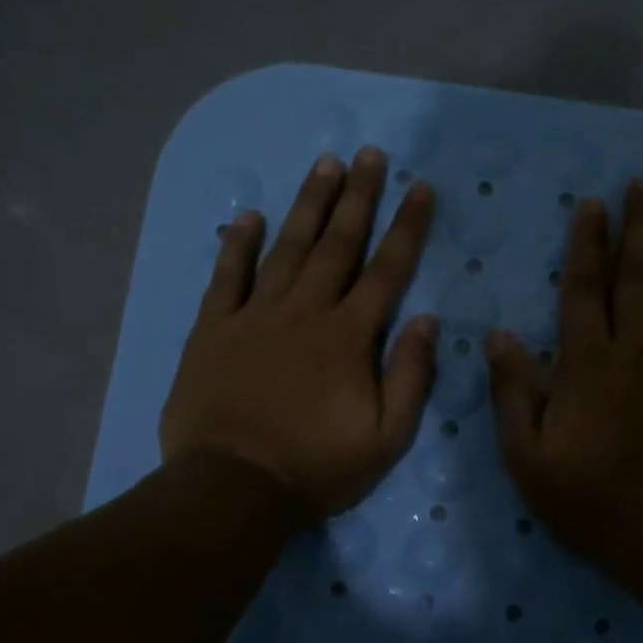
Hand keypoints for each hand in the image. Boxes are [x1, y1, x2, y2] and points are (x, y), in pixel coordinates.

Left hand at [160, 147, 437, 519]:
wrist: (233, 488)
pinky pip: (227, 277)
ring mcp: (255, 316)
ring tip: (325, 164)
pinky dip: (238, 244)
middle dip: (359, 196)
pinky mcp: (214, 330)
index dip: (407, 227)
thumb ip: (411, 376)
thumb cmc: (316, 467)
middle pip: (338, 244)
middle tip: (371, 155)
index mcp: (348, 337)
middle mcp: (305, 312)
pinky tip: (249, 215)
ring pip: (288, 248)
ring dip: (309, 204)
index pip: (387, 270)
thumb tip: (428, 321)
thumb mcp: (386, 437)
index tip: (421, 188)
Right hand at [486, 177, 642, 587]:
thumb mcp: (528, 457)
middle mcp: (637, 351)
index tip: (592, 203)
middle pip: (638, 276)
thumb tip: (498, 335)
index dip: (587, 244)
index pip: (584, 290)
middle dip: (639, 225)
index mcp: (587, 365)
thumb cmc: (592, 502)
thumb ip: (512, 392)